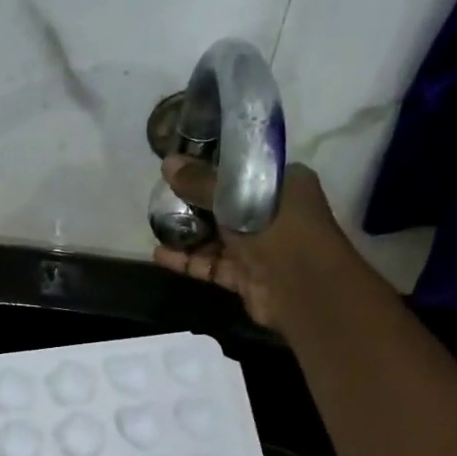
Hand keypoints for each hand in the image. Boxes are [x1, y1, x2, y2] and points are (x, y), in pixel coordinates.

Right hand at [152, 156, 359, 329]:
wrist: (302, 292)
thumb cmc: (277, 230)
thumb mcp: (236, 199)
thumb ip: (201, 184)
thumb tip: (167, 163)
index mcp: (284, 183)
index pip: (244, 169)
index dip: (213, 166)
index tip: (181, 166)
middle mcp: (274, 212)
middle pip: (227, 204)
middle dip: (194, 202)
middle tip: (160, 196)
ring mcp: (260, 247)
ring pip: (217, 237)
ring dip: (188, 233)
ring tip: (154, 225)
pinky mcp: (246, 276)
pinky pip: (213, 264)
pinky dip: (189, 260)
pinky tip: (159, 254)